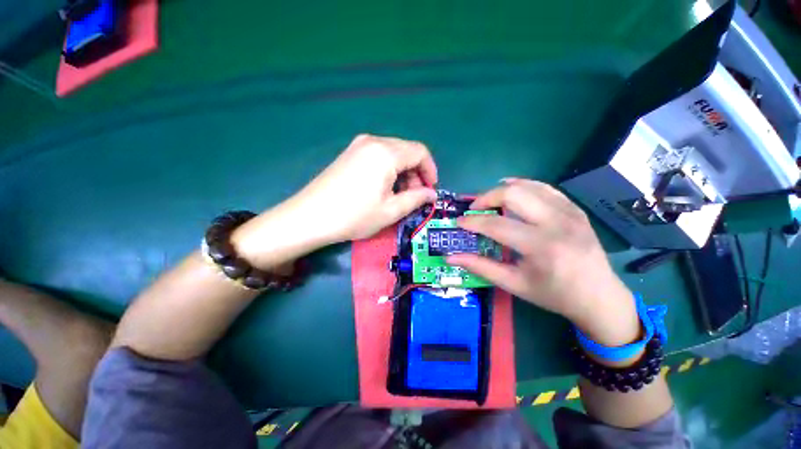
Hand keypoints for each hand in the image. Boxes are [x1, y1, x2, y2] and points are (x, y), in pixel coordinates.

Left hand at [296, 134, 437, 240]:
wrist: (309, 217)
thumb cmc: (354, 216)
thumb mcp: (391, 211)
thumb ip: (416, 199)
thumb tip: (431, 195)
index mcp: (386, 153)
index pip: (420, 152)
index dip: (430, 170)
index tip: (430, 190)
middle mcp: (374, 141)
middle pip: (407, 151)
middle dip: (416, 173)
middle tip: (415, 196)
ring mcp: (359, 145)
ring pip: (393, 153)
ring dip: (402, 172)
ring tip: (399, 195)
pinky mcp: (350, 153)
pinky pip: (378, 156)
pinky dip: (388, 170)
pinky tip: (383, 188)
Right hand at [446, 179, 640, 346]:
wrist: (599, 297)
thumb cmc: (553, 295)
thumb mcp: (514, 284)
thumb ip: (480, 267)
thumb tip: (450, 257)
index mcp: (542, 247)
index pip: (497, 224)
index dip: (473, 221)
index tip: (459, 222)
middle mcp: (558, 223)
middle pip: (513, 194)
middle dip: (486, 197)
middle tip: (474, 210)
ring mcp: (570, 212)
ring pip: (528, 185)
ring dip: (502, 189)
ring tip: (489, 202)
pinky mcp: (575, 209)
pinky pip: (544, 188)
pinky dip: (523, 187)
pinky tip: (513, 193)